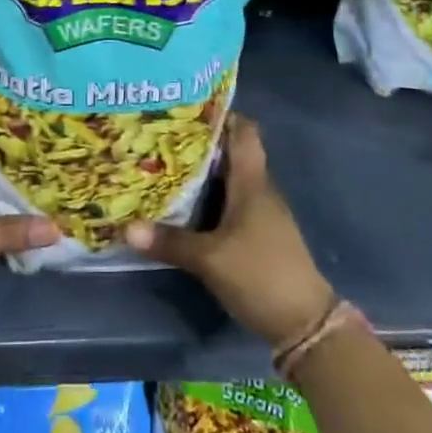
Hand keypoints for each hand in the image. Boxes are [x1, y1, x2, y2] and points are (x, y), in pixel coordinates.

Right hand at [125, 114, 333, 345]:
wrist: (305, 324)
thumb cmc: (260, 275)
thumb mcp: (210, 259)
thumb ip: (170, 242)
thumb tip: (126, 227)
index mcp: (252, 181)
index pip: (244, 131)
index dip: (220, 114)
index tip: (187, 108)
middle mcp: (260, 189)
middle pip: (233, 152)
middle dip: (201, 143)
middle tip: (162, 136)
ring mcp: (263, 213)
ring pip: (232, 178)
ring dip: (205, 171)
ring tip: (166, 165)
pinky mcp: (261, 234)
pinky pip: (233, 201)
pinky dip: (212, 196)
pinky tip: (187, 204)